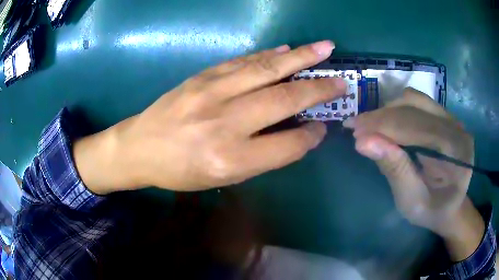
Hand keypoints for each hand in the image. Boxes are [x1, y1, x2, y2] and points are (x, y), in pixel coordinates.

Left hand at [74, 41, 346, 192]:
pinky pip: (243, 61)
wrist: (140, 147)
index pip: (288, 145)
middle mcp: (225, 122)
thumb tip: (299, 134)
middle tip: (341, 81)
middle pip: (284, 99)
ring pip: (267, 69)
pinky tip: (287, 50)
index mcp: (230, 158)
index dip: (311, 136)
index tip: (324, 128)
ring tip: (324, 48)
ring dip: (301, 57)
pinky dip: (269, 55)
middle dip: (319, 89)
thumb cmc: (180, 171)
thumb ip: (263, 157)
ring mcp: (212, 92)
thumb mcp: (223, 177)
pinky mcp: (202, 76)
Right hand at [344, 88, 482, 259]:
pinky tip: (388, 124)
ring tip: (371, 127)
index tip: (353, 130)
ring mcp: (451, 118)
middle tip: (356, 127)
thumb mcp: (411, 201)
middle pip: (415, 107)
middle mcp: (456, 127)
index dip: (383, 125)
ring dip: (389, 110)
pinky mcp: (444, 116)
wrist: (450, 206)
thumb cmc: (432, 212)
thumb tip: (363, 142)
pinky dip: (398, 110)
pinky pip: (418, 103)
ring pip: (414, 100)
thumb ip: (394, 170)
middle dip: (382, 116)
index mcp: (455, 151)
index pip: (416, 126)